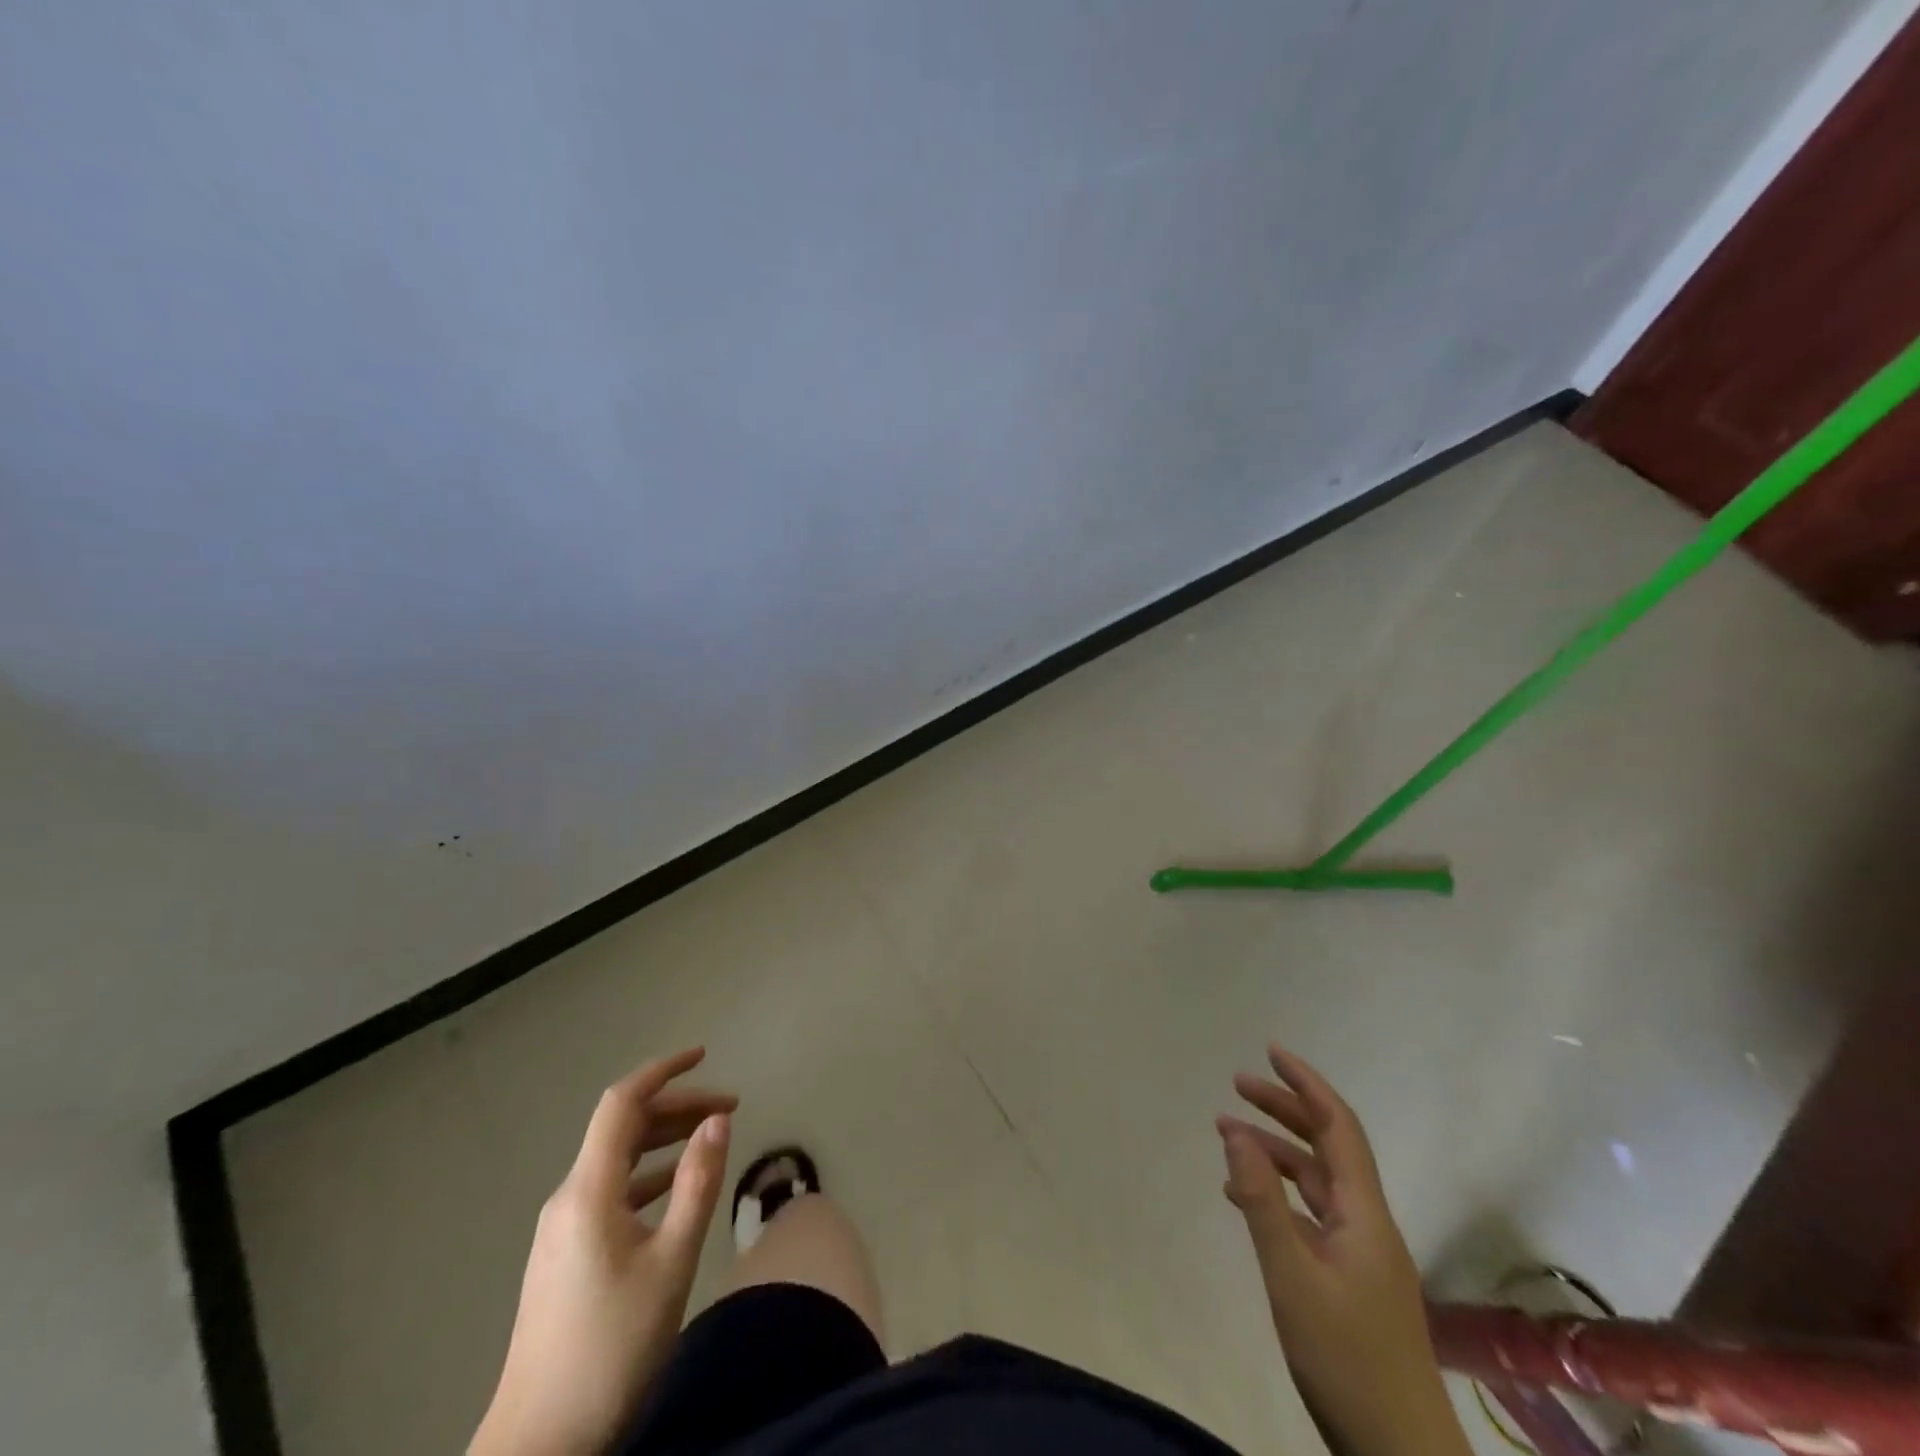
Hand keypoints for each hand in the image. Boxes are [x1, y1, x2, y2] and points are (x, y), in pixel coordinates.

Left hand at [472, 1049, 735, 1455]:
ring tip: (711, 1138)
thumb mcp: (671, 1262)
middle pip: (623, 1128)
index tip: (704, 1053)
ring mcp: (562, 1228)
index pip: (623, 1103)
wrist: (538, 1446)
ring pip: (618, 1160)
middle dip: (678, 1107)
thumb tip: (719, 1118)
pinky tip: (675, 1188)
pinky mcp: (565, 1255)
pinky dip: (648, 1174)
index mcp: (588, 1190)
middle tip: (730, 1107)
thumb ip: (697, 1183)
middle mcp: (569, 1198)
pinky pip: (611, 1190)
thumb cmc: (611, 1347)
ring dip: (665, 1140)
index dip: (663, 1070)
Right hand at [1217, 1045, 1468, 1455]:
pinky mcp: (1350, 1279)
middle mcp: (1367, 1222)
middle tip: (1237, 1086)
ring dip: (1276, 1150)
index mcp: (1364, 1213)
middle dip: (1285, 1109)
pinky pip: (1311, 1214)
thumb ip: (1262, 1202)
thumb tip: (1235, 1130)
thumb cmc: (1347, 1359)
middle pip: (1327, 1147)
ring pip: (1317, 1181)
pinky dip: (1278, 1193)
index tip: (1271, 1052)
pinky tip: (1245, 1200)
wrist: (1400, 1453)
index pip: (1338, 1126)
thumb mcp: (1292, 1276)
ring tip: (1228, 1135)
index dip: (1307, 1084)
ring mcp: (1361, 1253)